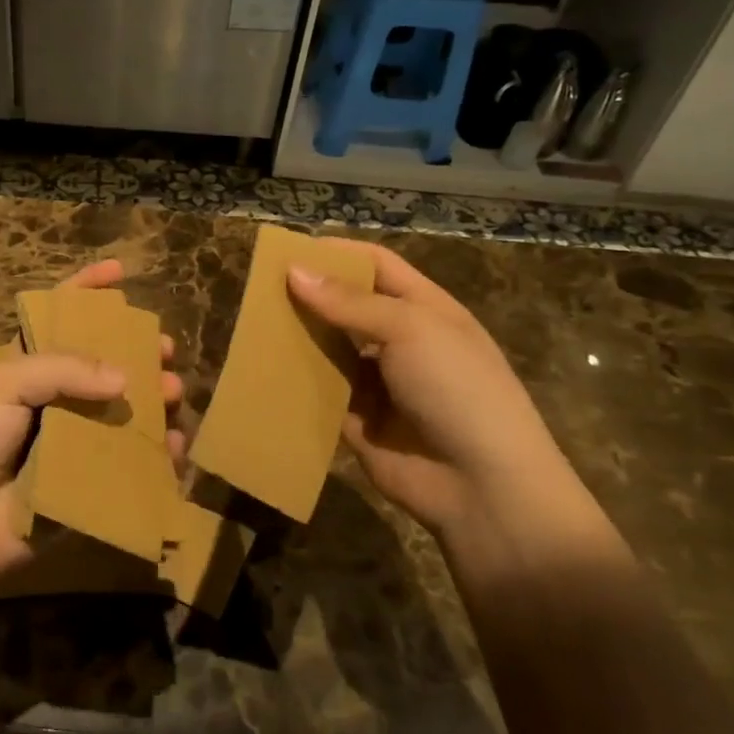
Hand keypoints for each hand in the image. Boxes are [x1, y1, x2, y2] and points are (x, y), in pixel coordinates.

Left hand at [0, 260, 185, 599]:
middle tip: (164, 351)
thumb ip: (63, 369)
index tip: (121, 272)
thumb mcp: (3, 385)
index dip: (87, 290)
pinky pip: (130, 464)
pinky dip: (156, 454)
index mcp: (26, 368)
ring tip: (171, 398)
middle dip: (138, 352)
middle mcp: (53, 401)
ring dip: (153, 401)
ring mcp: (72, 443)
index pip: (58, 317)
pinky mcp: (87, 485)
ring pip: (124, 412)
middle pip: (105, 365)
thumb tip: (125, 380)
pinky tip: (173, 447)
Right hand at [286, 241, 564, 530]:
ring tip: (251, 322)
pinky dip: (296, 382)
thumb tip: (293, 272)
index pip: (376, 265)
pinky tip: (261, 369)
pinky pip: (321, 393)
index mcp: (424, 309)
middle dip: (309, 295)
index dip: (337, 252)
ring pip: (329, 349)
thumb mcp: (410, 330)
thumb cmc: (457, 388)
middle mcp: (400, 341)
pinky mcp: (357, 421)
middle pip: (347, 306)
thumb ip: (349, 302)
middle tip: (257, 286)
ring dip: (298, 337)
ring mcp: (378, 383)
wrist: (482, 485)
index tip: (289, 248)